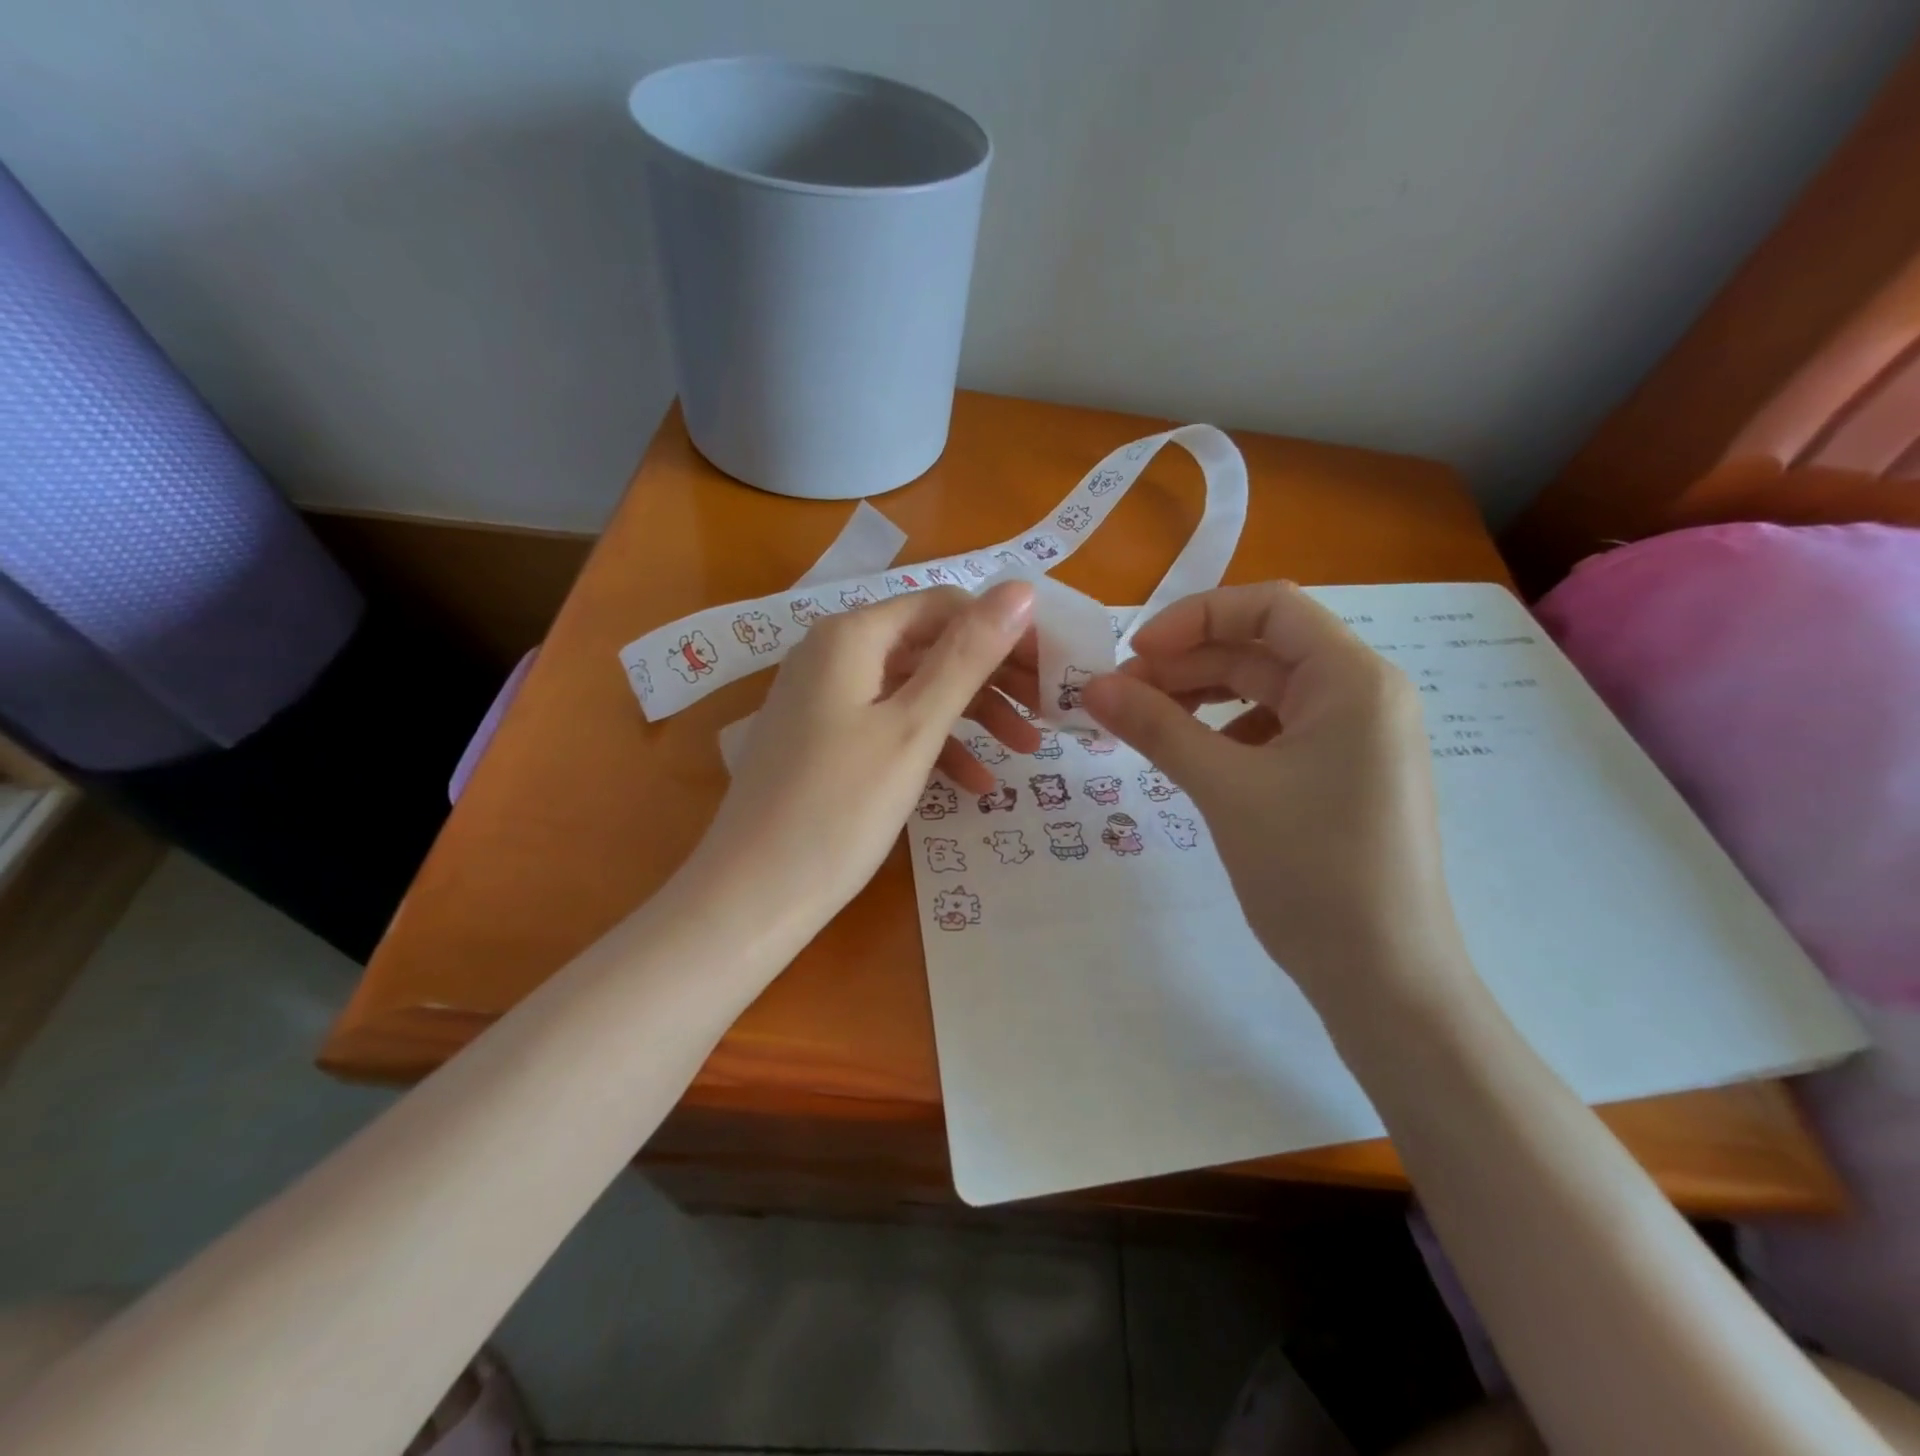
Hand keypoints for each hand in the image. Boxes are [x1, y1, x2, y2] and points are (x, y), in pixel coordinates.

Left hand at [683, 582, 1039, 940]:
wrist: (751, 897)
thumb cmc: (838, 809)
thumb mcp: (913, 729)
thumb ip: (967, 657)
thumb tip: (1020, 590)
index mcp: (851, 636)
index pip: (945, 606)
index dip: (1003, 630)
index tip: (1053, 669)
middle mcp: (833, 654)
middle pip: (930, 645)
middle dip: (993, 676)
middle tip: (1049, 710)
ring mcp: (824, 700)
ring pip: (914, 689)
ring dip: (972, 715)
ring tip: (1027, 750)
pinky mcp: (823, 741)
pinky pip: (890, 726)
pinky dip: (933, 746)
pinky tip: (975, 784)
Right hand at [1083, 581, 1469, 1004]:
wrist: (1385, 979)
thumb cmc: (1311, 871)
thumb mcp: (1224, 788)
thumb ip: (1156, 727)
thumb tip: (1091, 687)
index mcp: (1352, 679)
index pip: (1269, 606)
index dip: (1194, 618)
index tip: (1136, 654)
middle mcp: (1362, 695)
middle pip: (1261, 649)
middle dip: (1188, 664)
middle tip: (1122, 697)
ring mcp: (1356, 738)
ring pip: (1265, 691)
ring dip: (1202, 698)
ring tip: (1148, 725)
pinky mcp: (1343, 776)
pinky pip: (1275, 731)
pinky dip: (1227, 733)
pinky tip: (1195, 760)